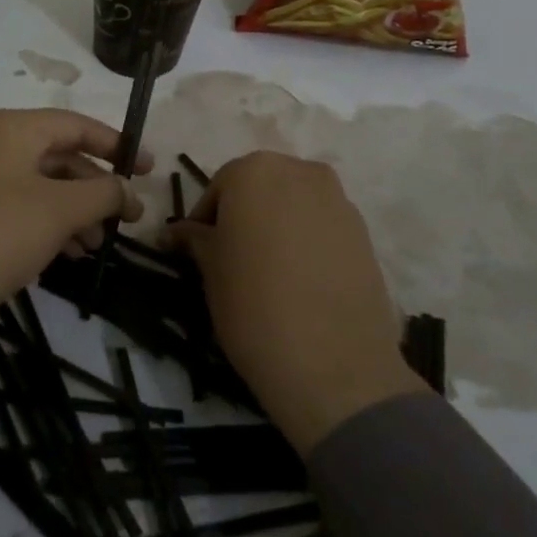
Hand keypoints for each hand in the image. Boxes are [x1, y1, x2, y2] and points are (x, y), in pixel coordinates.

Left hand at [0, 109, 148, 360]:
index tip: (149, 170)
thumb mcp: (58, 211)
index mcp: (10, 128)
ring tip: (95, 246)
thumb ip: (101, 194)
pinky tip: (63, 254)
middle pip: (57, 155)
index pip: (76, 125)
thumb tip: (126, 191)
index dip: (117, 145)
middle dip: (94, 187)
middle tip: (125, 219)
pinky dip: (45, 223)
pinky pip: (16, 206)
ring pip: (38, 184)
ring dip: (73, 211)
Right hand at [170, 151, 426, 452]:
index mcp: (254, 171)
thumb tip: (173, 232)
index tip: (198, 252)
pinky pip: (322, 226)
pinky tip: (300, 280)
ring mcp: (338, 199)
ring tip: (268, 271)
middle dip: (244, 216)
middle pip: (260, 188)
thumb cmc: (253, 304)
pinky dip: (307, 241)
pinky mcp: (364, 232)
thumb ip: (194, 240)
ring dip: (277, 226)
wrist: (334, 364)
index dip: (204, 221)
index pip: (218, 188)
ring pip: (294, 205)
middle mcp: (299, 171)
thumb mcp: (210, 269)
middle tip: (232, 258)